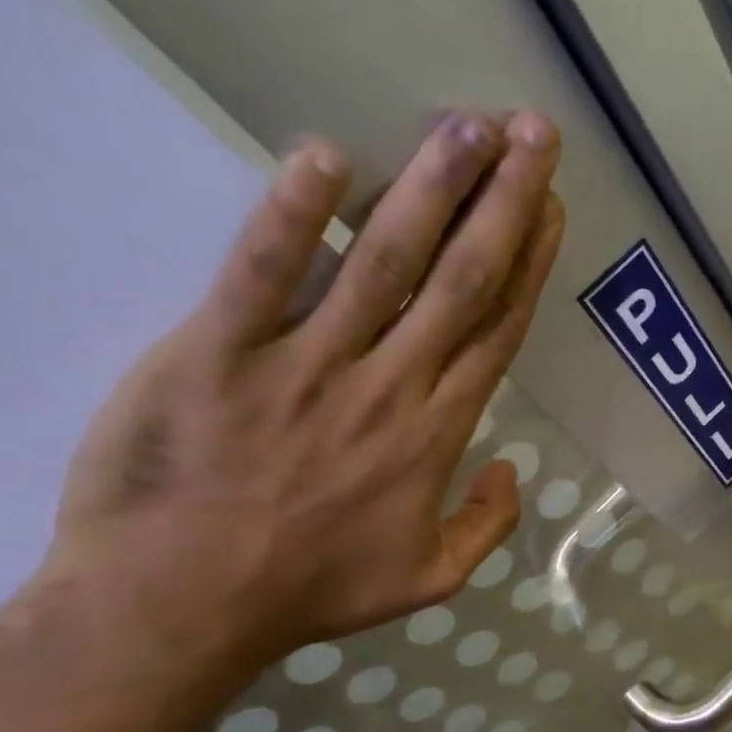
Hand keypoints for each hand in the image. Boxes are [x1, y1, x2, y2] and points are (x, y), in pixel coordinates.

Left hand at [41, 108, 564, 669]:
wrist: (179, 607)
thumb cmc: (311, 591)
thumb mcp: (431, 581)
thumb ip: (487, 526)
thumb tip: (512, 470)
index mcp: (437, 435)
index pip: (497, 332)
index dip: (529, 265)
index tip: (552, 210)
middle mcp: (389, 386)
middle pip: (460, 280)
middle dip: (503, 202)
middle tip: (533, 134)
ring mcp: (306, 364)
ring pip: (383, 262)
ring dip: (430, 187)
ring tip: (469, 124)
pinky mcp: (218, 351)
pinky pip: (263, 272)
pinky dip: (295, 215)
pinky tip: (327, 156)